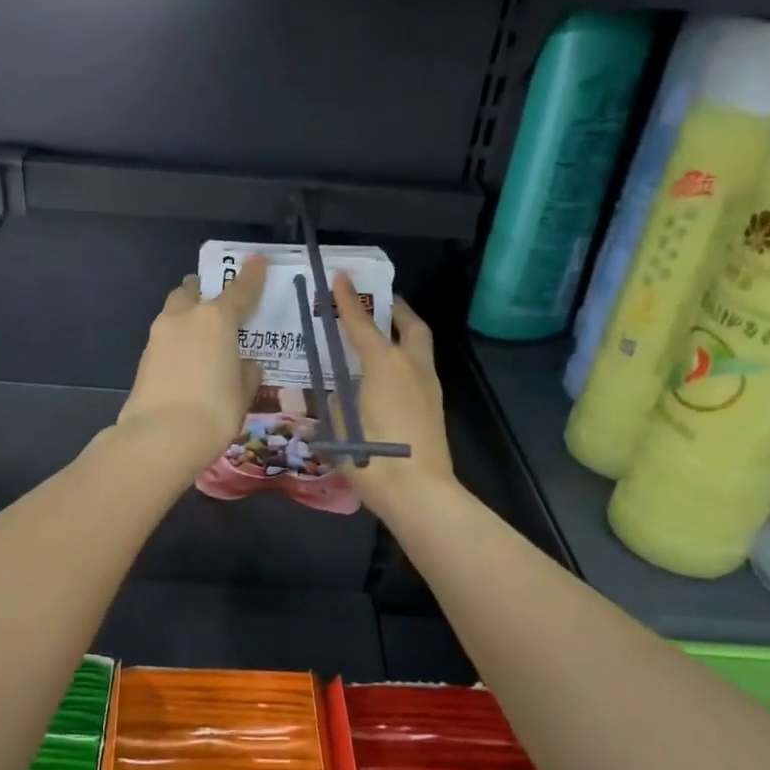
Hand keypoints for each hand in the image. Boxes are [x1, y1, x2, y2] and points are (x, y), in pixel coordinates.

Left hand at [116, 255, 267, 469]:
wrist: (160, 437)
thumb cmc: (215, 411)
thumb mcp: (243, 392)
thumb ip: (246, 372)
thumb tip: (243, 364)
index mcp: (216, 319)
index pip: (239, 290)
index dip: (251, 275)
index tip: (257, 260)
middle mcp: (185, 317)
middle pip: (193, 291)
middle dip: (204, 292)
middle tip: (219, 305)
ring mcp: (159, 336)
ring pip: (174, 312)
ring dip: (188, 316)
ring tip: (203, 338)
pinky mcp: (144, 358)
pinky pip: (165, 338)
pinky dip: (178, 341)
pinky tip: (187, 362)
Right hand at [333, 274, 455, 520]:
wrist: (419, 493)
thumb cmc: (371, 456)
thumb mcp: (338, 425)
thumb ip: (336, 400)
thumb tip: (340, 392)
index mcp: (384, 365)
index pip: (361, 324)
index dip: (346, 300)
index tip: (339, 276)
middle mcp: (412, 367)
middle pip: (409, 325)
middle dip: (393, 308)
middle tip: (376, 302)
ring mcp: (429, 386)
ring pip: (418, 346)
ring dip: (401, 333)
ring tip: (380, 336)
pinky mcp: (434, 406)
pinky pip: (418, 368)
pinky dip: (403, 358)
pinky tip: (385, 375)